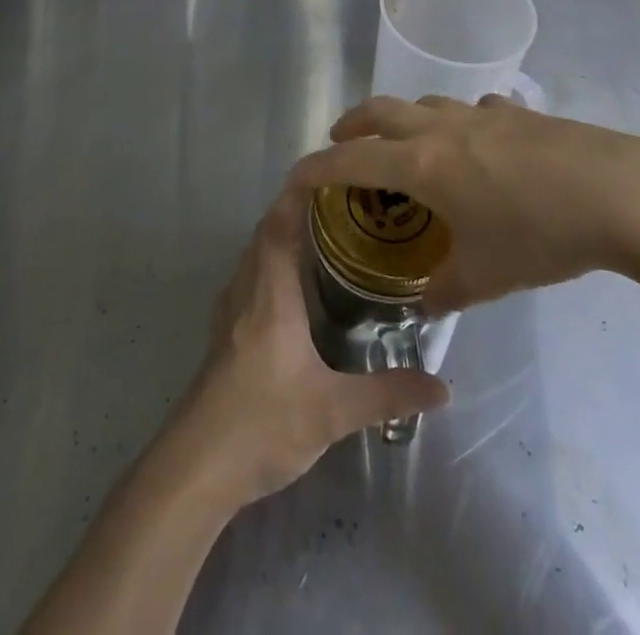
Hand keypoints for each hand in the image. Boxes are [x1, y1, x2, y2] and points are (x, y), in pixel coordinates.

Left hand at [164, 189, 448, 509]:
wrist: (196, 467)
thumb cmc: (263, 423)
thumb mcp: (332, 411)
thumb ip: (387, 394)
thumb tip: (442, 386)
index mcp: (270, 294)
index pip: (279, 225)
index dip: (297, 195)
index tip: (325, 172)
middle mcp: (245, 291)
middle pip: (264, 234)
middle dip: (294, 211)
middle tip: (337, 204)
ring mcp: (229, 313)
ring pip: (253, 256)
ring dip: (279, 236)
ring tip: (319, 235)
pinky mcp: (223, 336)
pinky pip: (247, 279)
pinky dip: (268, 265)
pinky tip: (291, 289)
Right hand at [286, 95, 639, 314]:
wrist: (619, 192)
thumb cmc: (540, 233)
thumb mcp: (487, 275)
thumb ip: (445, 291)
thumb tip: (423, 306)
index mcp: (423, 163)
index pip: (350, 159)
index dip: (316, 167)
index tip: (294, 177)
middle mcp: (442, 127)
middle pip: (380, 110)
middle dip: (352, 124)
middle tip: (340, 142)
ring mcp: (480, 113)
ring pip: (424, 103)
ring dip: (403, 118)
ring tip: (406, 144)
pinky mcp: (517, 112)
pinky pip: (471, 109)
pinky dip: (456, 122)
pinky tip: (476, 144)